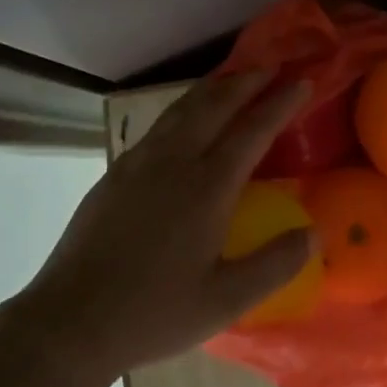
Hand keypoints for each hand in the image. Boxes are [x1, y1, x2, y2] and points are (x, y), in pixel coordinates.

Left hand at [12, 72, 314, 379]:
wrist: (70, 320)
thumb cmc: (153, 312)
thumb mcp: (225, 301)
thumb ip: (275, 264)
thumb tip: (315, 231)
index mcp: (208, 187)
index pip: (253, 131)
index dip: (280, 103)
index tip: (302, 81)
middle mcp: (175, 161)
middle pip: (216, 105)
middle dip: (247, 81)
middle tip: (271, 66)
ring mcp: (141, 162)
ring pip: (183, 108)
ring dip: (213, 87)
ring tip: (233, 78)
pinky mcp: (117, 171)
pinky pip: (160, 124)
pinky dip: (184, 107)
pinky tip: (184, 117)